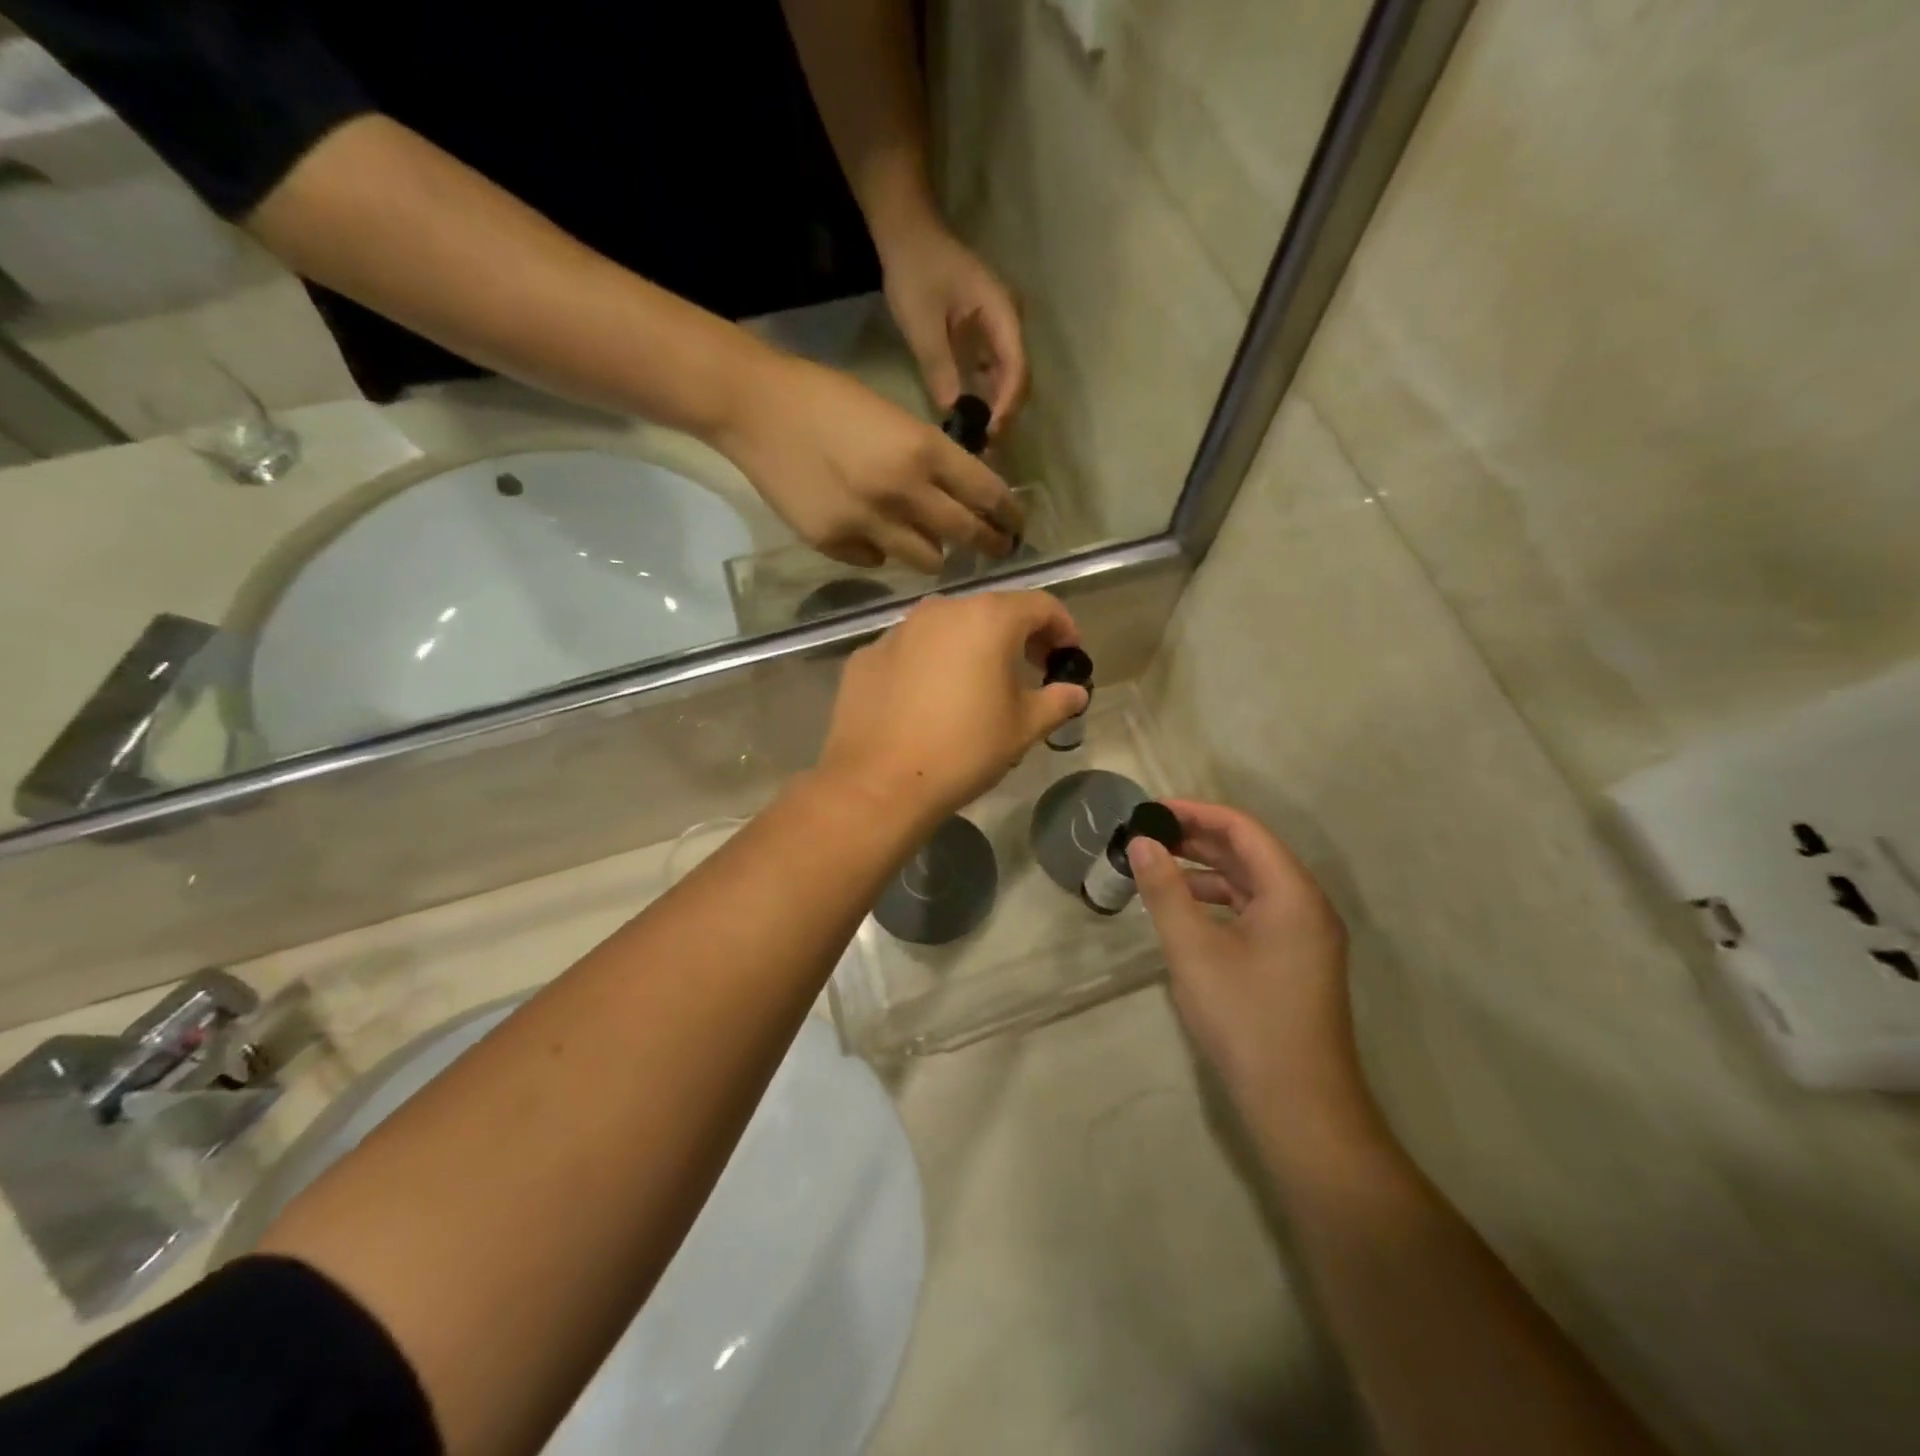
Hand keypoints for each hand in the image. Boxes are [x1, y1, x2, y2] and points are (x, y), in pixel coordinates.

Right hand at [715, 345, 1020, 572]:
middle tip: (997, 549)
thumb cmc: (828, 399)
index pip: (988, 495)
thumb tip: (959, 499)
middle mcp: (903, 493)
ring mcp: (868, 524)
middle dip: (989, 545)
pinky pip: (877, 561)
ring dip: (934, 552)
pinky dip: (881, 550)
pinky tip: (867, 529)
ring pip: (927, 561)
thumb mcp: (896, 418)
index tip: (1016, 526)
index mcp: (923, 451)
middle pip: (966, 535)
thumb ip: (930, 460)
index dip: (1009, 515)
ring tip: (926, 542)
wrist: (756, 408)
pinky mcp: (835, 544)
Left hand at [817, 591, 1083, 827]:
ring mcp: (896, 631)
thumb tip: (1075, 692)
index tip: (1069, 657)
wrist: (878, 784)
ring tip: (977, 686)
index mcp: (986, 619)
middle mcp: (939, 611)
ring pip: (946, 629)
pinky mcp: (866, 656)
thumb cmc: (963, 751)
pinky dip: (928, 665)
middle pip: (990, 611)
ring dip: (970, 647)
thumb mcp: (1022, 728)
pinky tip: (928, 702)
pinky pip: (910, 651)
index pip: (1040, 605)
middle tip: (1030, 670)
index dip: (1063, 628)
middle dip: (1017, 636)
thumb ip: (1056, 701)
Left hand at [881, 225, 1027, 430]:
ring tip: (978, 435)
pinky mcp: (984, 332)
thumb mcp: (922, 323)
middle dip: (1004, 412)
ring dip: (996, 406)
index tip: (988, 432)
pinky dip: (985, 393)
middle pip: (1018, 376)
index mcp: (1002, 313)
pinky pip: (993, 369)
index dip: (1006, 405)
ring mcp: (998, 326)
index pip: (1016, 369)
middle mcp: (1008, 321)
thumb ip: (939, 367)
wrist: (906, 231)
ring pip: (1007, 375)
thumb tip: (952, 411)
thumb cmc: (915, 270)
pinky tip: (970, 412)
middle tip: (984, 444)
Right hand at [1128, 801, 1362, 1117]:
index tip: (1151, 810)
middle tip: (1147, 834)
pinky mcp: (1294, 961)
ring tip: (1158, 867)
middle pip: (1250, 852)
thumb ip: (1165, 890)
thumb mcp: (1193, 949)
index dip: (1196, 812)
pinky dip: (1218, 901)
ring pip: (1252, 884)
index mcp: (1293, 892)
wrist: (1299, 1107)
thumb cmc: (1246, 1019)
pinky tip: (1185, 910)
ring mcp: (1304, 936)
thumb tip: (1142, 842)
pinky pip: (1255, 912)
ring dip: (1206, 870)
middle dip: (1198, 838)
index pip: (1243, 829)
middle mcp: (1306, 905)